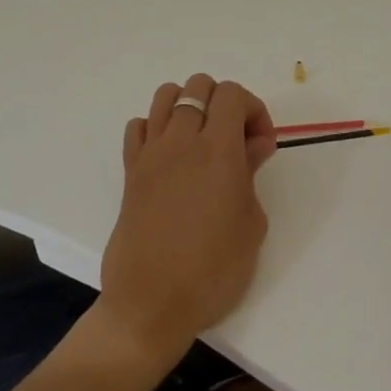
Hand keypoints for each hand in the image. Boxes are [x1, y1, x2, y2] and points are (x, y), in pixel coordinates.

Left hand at [100, 73, 277, 366]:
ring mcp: (150, 153)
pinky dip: (156, 128)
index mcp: (218, 150)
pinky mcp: (130, 171)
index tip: (260, 145)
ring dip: (189, 107)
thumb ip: (251, 173)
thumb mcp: (252, 223)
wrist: (152, 304)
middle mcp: (181, 141)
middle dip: (224, 103)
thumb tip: (253, 145)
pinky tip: (170, 157)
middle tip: (235, 142)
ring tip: (201, 142)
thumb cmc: (213, 271)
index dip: (253, 109)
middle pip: (199, 86)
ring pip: (166, 95)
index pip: (232, 94)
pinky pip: (139, 126)